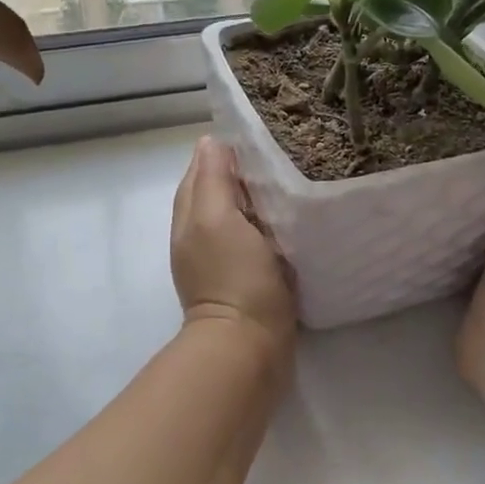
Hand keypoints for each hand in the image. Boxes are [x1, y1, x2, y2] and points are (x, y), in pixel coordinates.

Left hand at [171, 135, 296, 370]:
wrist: (249, 348)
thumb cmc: (234, 277)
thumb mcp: (216, 218)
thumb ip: (211, 179)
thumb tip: (210, 141)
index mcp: (190, 216)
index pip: (203, 170)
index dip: (226, 151)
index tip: (261, 135)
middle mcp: (201, 234)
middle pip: (221, 191)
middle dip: (245, 172)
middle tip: (284, 154)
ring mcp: (224, 259)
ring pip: (242, 215)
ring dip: (261, 199)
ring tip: (294, 179)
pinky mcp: (249, 279)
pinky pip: (259, 239)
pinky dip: (272, 225)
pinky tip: (294, 219)